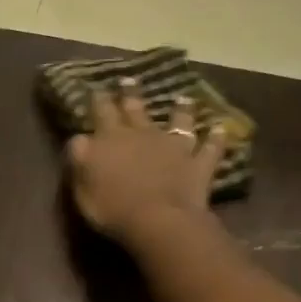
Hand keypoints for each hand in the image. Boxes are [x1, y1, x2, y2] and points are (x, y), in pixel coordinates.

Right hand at [66, 81, 224, 247]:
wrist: (158, 221)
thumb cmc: (112, 207)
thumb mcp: (82, 186)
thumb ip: (80, 158)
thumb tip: (79, 138)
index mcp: (110, 140)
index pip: (101, 113)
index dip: (98, 100)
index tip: (96, 88)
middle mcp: (142, 135)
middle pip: (135, 109)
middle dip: (130, 94)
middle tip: (129, 80)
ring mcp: (173, 147)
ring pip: (178, 120)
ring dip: (180, 109)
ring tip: (183, 98)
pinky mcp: (197, 164)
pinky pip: (210, 148)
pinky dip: (216, 138)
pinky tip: (220, 128)